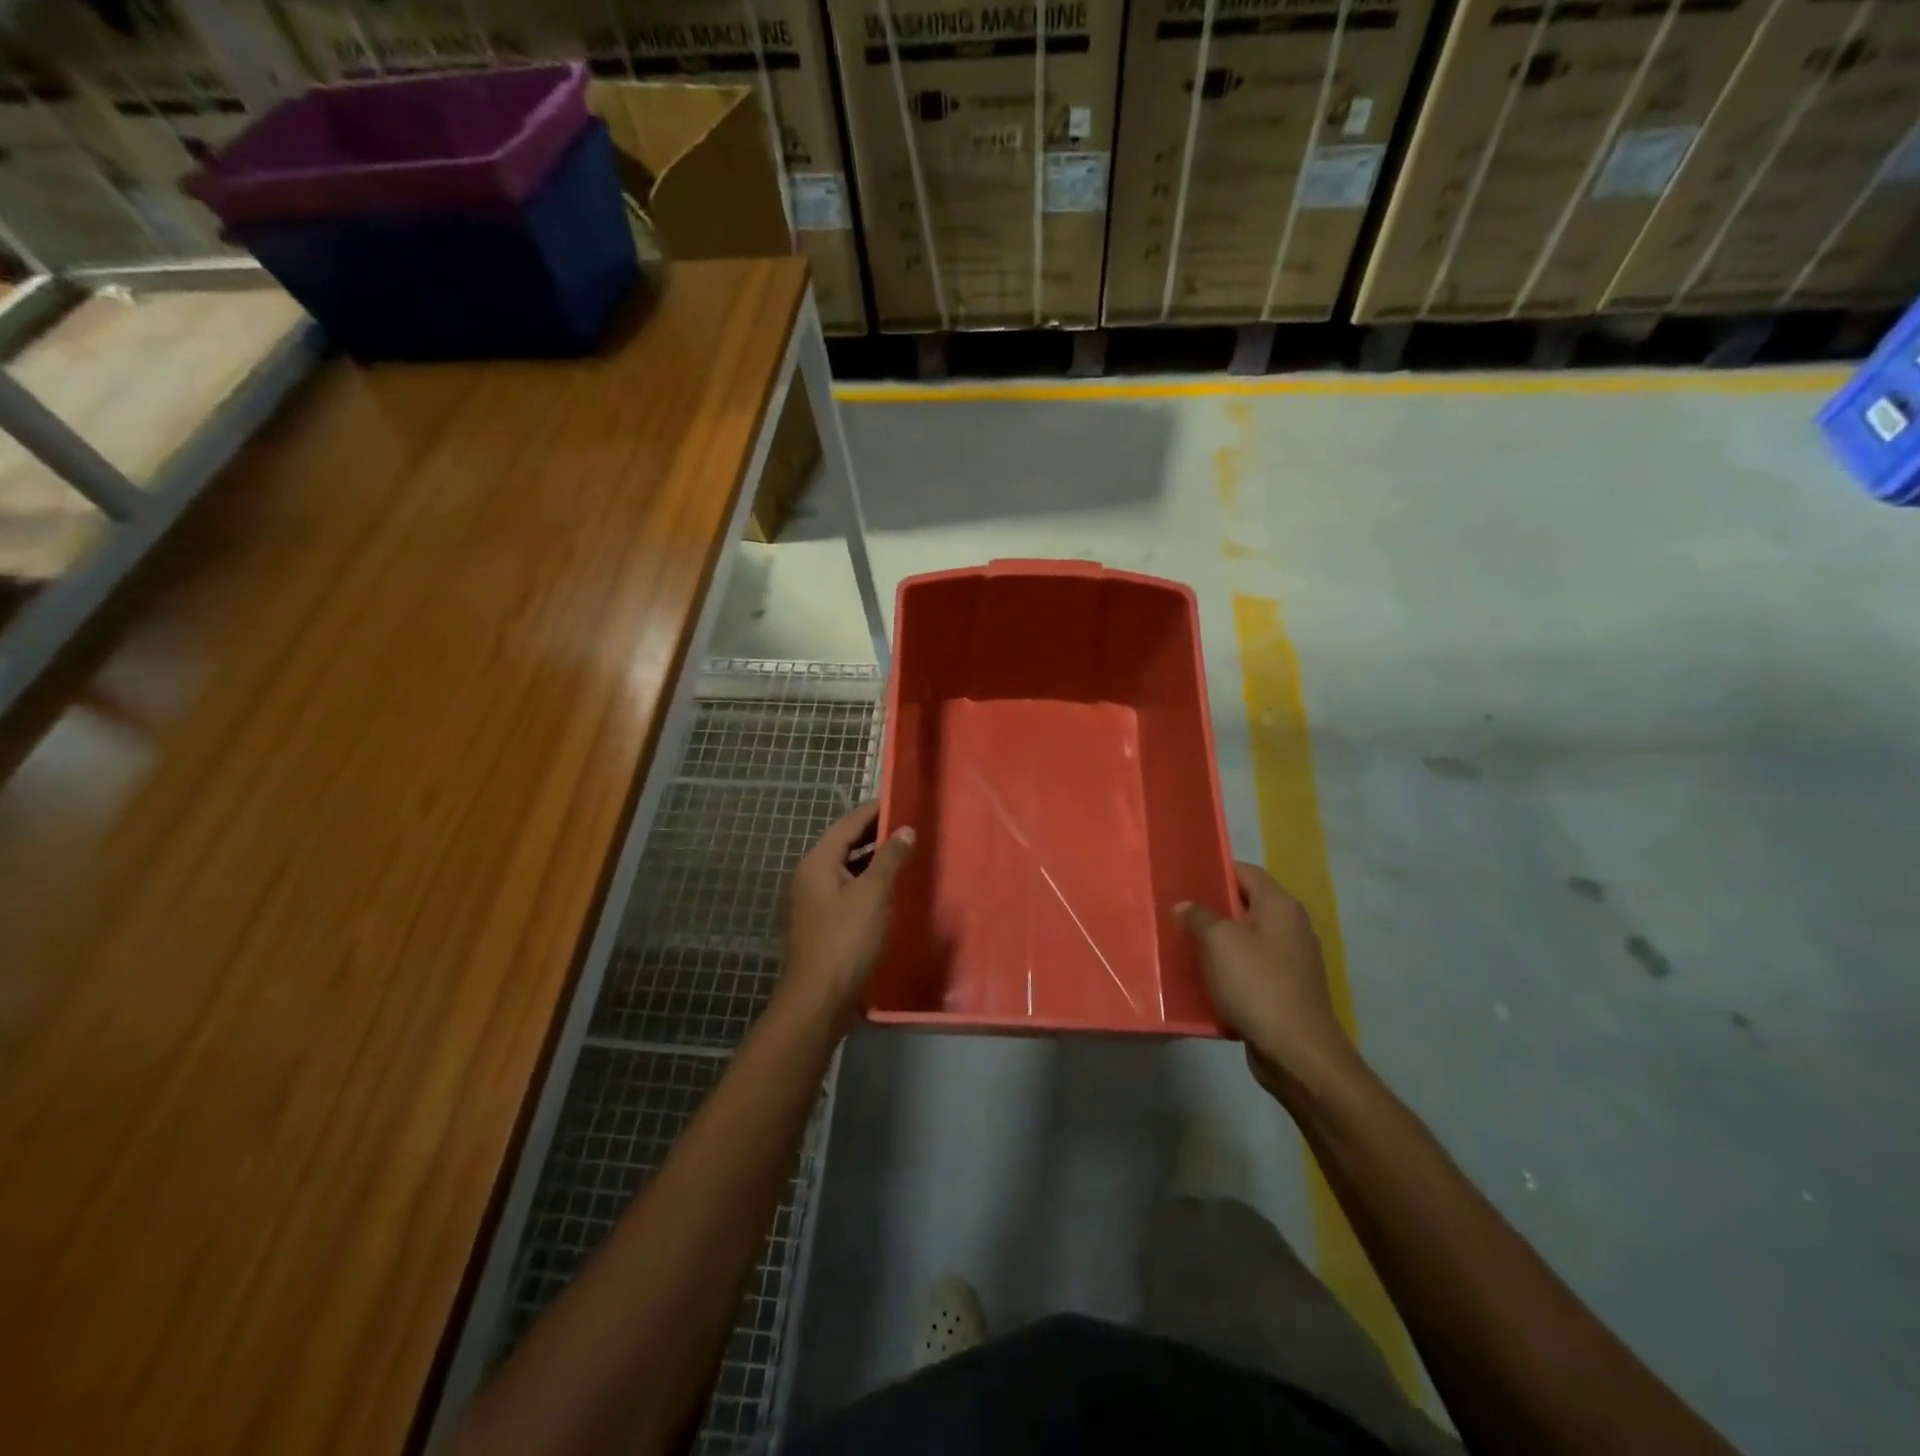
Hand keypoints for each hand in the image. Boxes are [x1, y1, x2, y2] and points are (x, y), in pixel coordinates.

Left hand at [783, 802, 914, 1026]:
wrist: (818, 1000)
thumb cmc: (845, 941)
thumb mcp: (873, 895)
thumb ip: (890, 859)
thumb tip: (905, 830)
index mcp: (818, 863)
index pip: (848, 824)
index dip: (874, 810)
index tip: (901, 800)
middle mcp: (811, 876)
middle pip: (845, 844)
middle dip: (876, 834)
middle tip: (910, 826)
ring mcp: (815, 901)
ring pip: (847, 869)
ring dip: (874, 860)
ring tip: (906, 853)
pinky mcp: (824, 923)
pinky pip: (848, 890)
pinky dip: (868, 883)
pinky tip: (891, 889)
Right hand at [1176, 863, 1355, 1095]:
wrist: (1297, 1053)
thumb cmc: (1258, 985)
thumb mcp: (1220, 942)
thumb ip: (1199, 916)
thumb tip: (1185, 906)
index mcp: (1281, 907)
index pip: (1246, 872)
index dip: (1215, 871)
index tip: (1183, 879)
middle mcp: (1290, 928)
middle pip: (1244, 906)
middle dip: (1210, 909)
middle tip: (1175, 912)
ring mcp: (1289, 961)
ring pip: (1244, 940)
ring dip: (1215, 943)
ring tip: (1181, 945)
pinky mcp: (1282, 990)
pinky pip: (1248, 970)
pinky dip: (1226, 971)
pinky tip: (1200, 979)